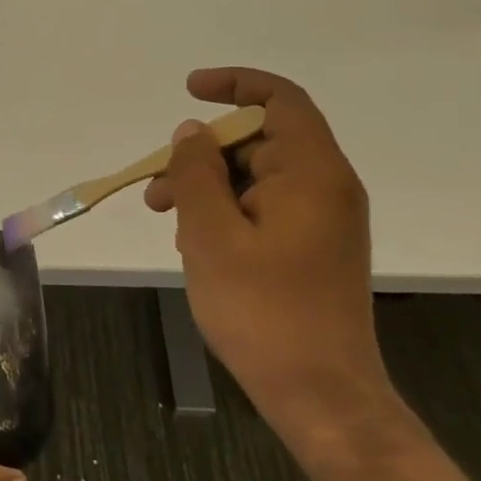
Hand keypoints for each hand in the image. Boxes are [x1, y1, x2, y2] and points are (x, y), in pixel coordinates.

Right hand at [144, 68, 390, 444]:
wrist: (320, 395)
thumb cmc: (262, 310)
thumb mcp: (211, 235)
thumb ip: (196, 173)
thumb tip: (193, 132)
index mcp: (312, 173)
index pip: (280, 100)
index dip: (234, 84)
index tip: (188, 91)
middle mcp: (325, 187)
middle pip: (260, 140)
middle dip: (202, 152)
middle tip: (154, 184)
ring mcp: (321, 220)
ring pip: (255, 176)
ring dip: (206, 185)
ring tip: (163, 217)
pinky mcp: (311, 248)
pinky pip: (263, 207)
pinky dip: (224, 210)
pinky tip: (194, 243)